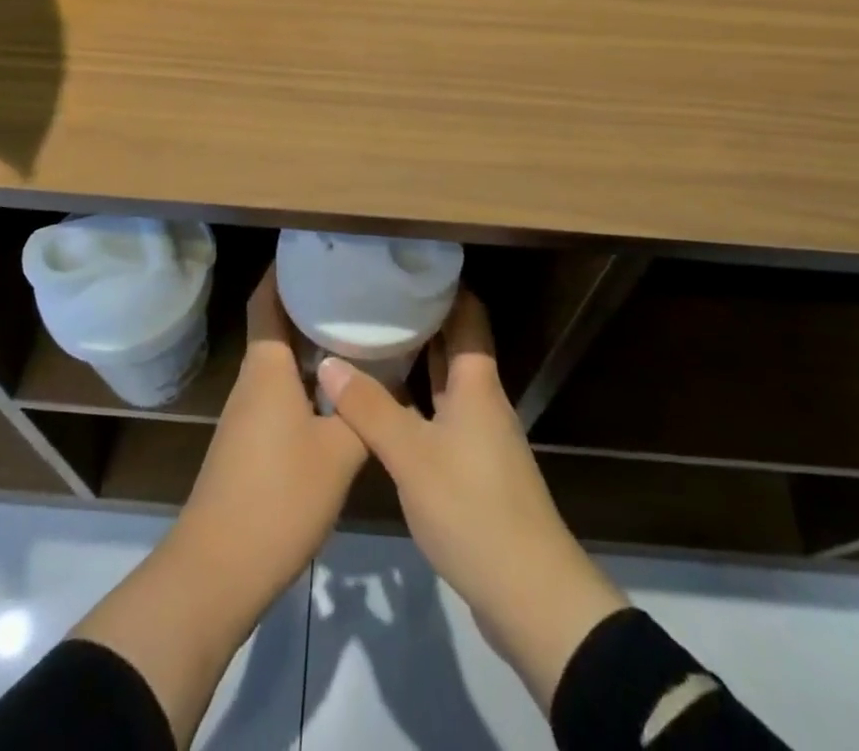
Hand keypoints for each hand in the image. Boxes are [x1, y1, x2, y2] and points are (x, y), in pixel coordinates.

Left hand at [174, 267, 368, 600]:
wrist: (217, 572)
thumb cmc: (278, 498)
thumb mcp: (338, 453)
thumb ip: (366, 411)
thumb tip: (391, 375)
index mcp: (267, 368)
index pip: (267, 300)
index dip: (283, 270)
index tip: (314, 249)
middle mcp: (253, 381)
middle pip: (277, 326)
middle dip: (309, 303)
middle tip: (353, 287)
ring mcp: (248, 414)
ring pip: (282, 362)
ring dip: (311, 344)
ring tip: (355, 329)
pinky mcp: (251, 443)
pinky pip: (281, 392)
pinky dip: (308, 379)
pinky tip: (340, 391)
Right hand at [317, 291, 626, 707]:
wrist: (530, 594)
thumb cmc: (473, 508)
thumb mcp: (412, 455)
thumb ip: (369, 408)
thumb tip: (328, 360)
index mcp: (477, 382)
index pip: (467, 313)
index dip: (443, 284)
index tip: (405, 264)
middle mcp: (482, 398)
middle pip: (455, 343)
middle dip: (421, 317)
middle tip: (375, 296)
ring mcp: (479, 434)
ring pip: (445, 380)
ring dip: (416, 359)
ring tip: (371, 337)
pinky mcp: (473, 467)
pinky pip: (441, 413)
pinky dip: (415, 399)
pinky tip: (383, 403)